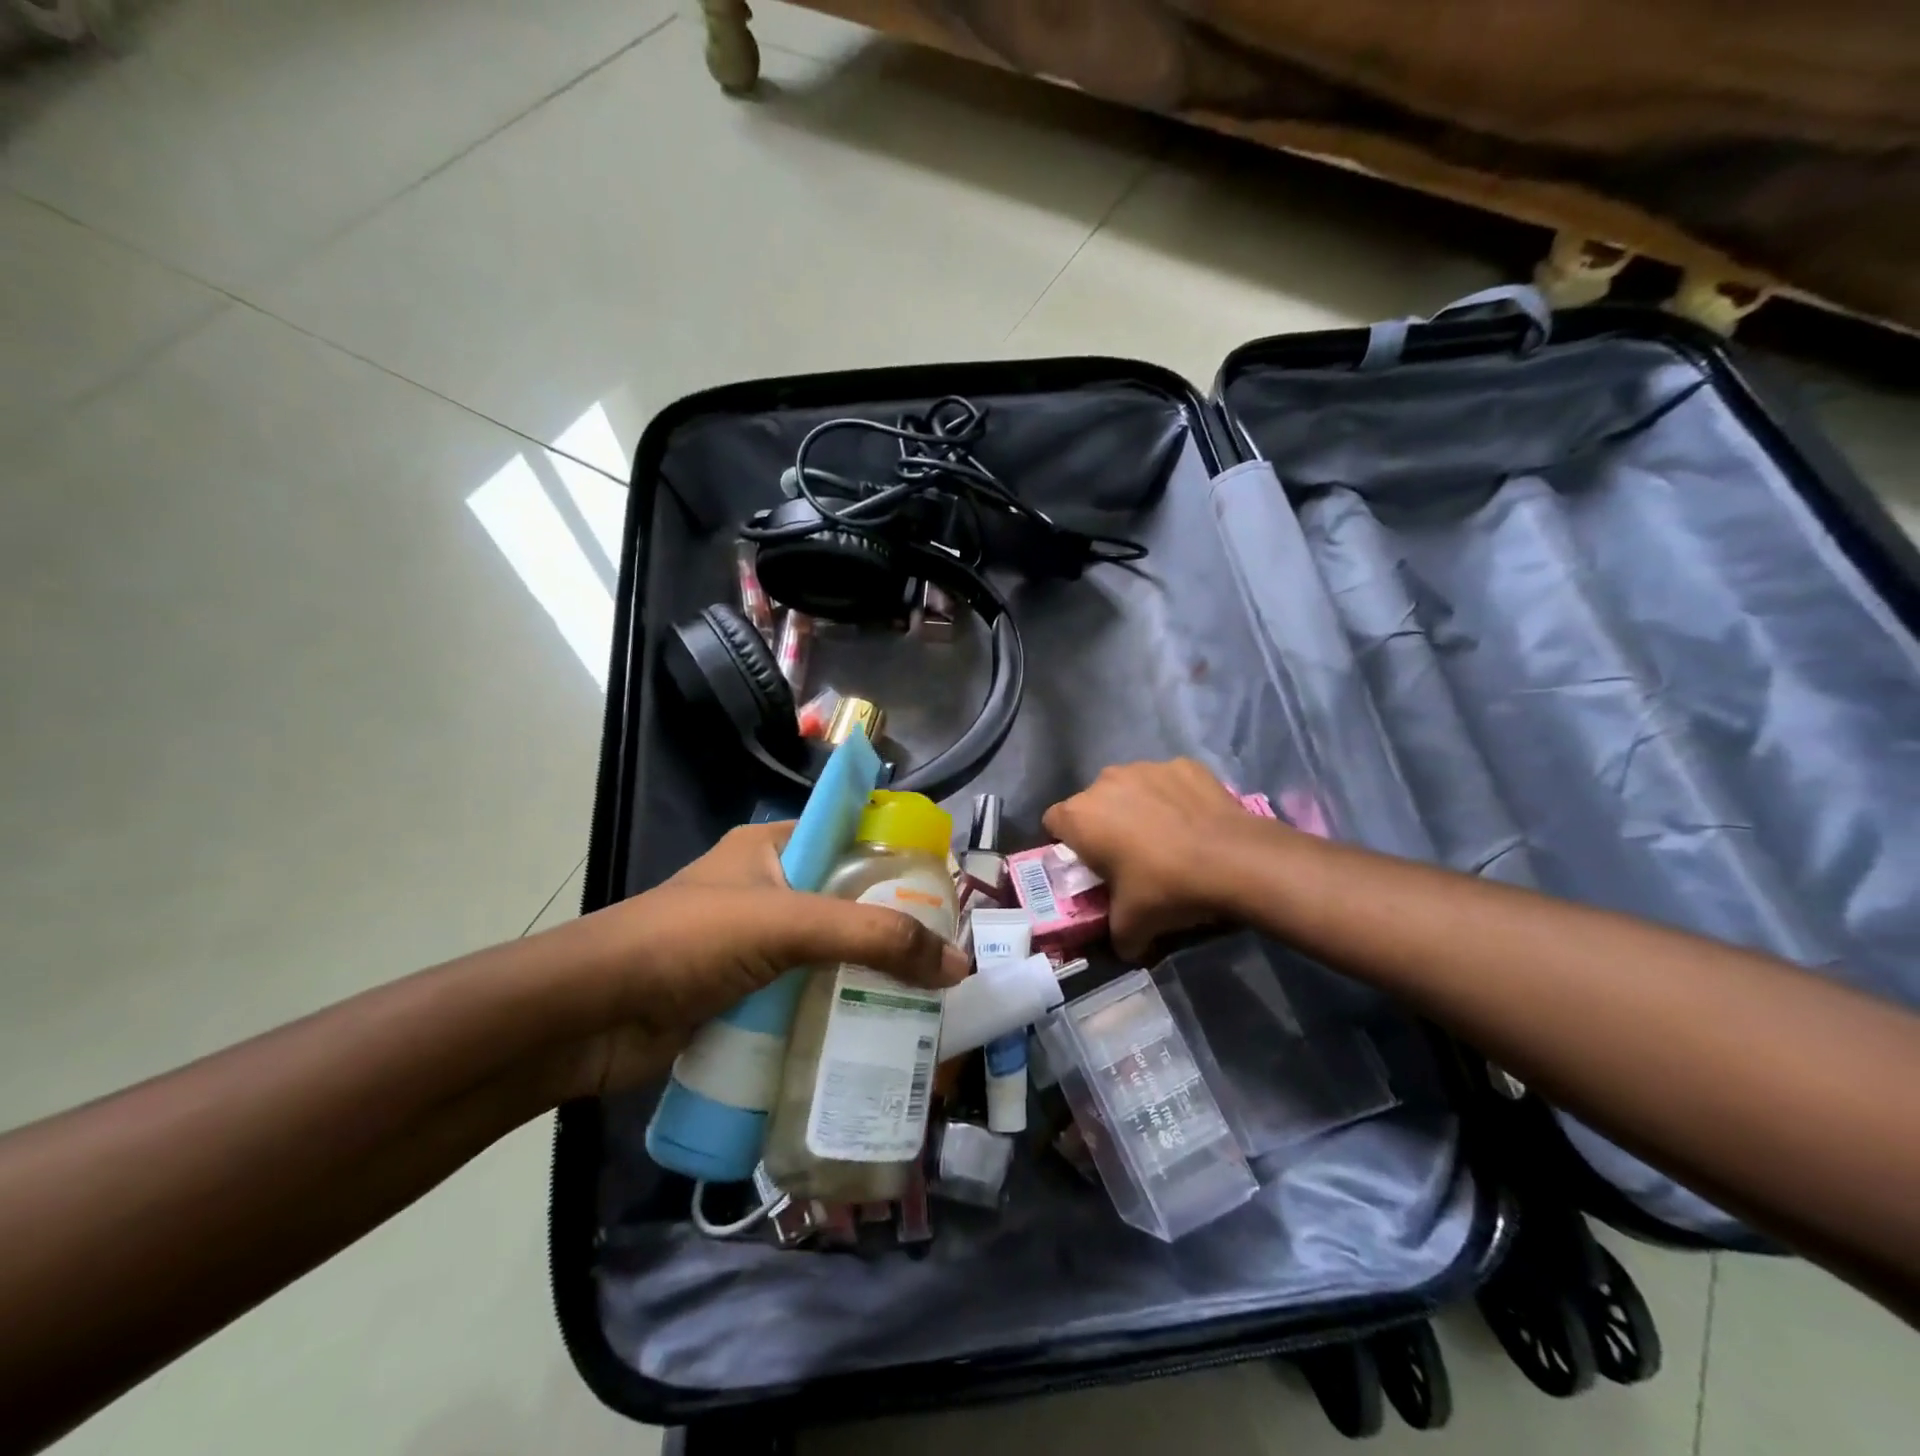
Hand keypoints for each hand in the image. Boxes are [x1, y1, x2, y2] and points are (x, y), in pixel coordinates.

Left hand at [551, 823, 968, 1095]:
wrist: (585, 1018)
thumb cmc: (686, 942)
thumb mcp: (787, 923)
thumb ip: (872, 937)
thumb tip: (957, 965)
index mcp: (773, 848)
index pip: (852, 838)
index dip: (899, 860)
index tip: (947, 894)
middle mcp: (768, 890)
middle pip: (847, 903)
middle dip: (892, 930)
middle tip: (946, 960)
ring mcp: (755, 947)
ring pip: (829, 956)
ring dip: (867, 978)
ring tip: (927, 1003)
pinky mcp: (745, 996)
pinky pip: (805, 997)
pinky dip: (836, 1012)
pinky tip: (876, 1034)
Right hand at [1043, 759, 1278, 958]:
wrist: (1235, 860)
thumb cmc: (1167, 888)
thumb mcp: (1133, 926)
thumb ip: (1117, 936)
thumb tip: (1124, 948)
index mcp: (1080, 816)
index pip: (1053, 822)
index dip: (1067, 844)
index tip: (1088, 863)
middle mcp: (1105, 782)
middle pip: (1092, 803)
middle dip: (1104, 824)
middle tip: (1128, 855)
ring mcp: (1145, 768)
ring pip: (1130, 788)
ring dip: (1137, 807)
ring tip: (1166, 837)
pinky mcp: (1183, 765)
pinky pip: (1167, 782)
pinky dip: (1174, 797)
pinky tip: (1193, 822)